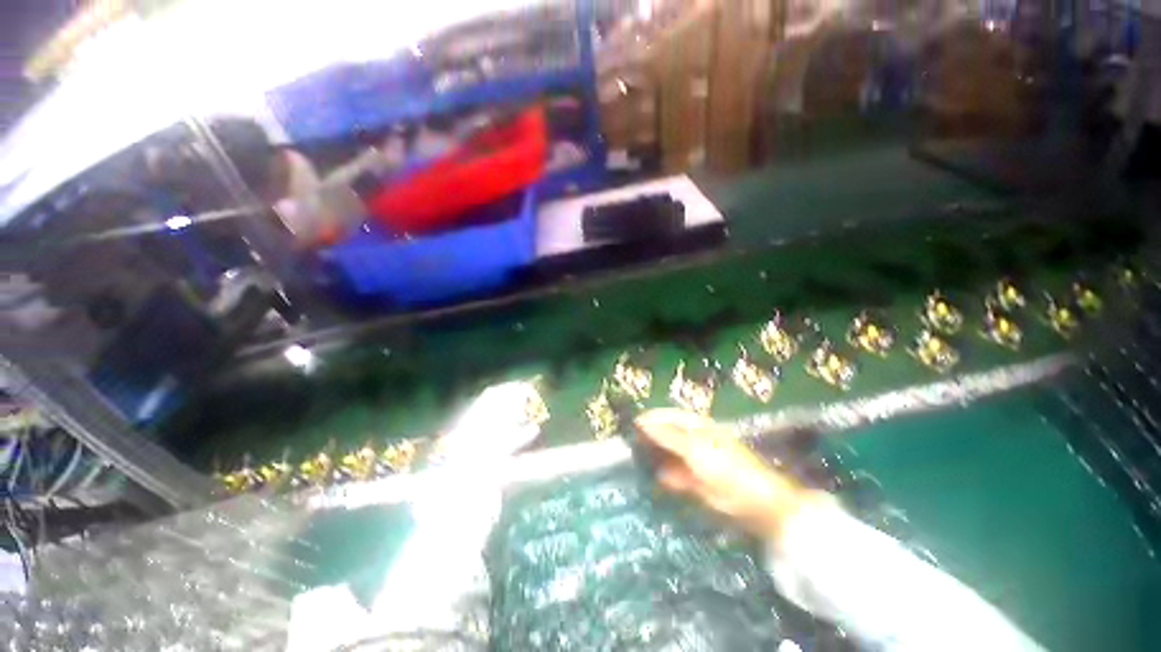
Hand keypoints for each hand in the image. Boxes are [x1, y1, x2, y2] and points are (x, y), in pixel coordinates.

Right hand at [634, 409, 820, 539]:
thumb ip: (667, 435)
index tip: (631, 423)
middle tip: (628, 441)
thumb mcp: (694, 447)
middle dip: (650, 436)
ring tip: (635, 458)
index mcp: (696, 425)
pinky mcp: (695, 480)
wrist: (754, 503)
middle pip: (667, 433)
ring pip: (669, 453)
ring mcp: (694, 459)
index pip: (668, 416)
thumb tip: (642, 422)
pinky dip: (666, 475)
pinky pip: (675, 473)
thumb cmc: (726, 467)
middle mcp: (694, 439)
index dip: (651, 418)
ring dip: (655, 455)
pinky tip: (656, 477)